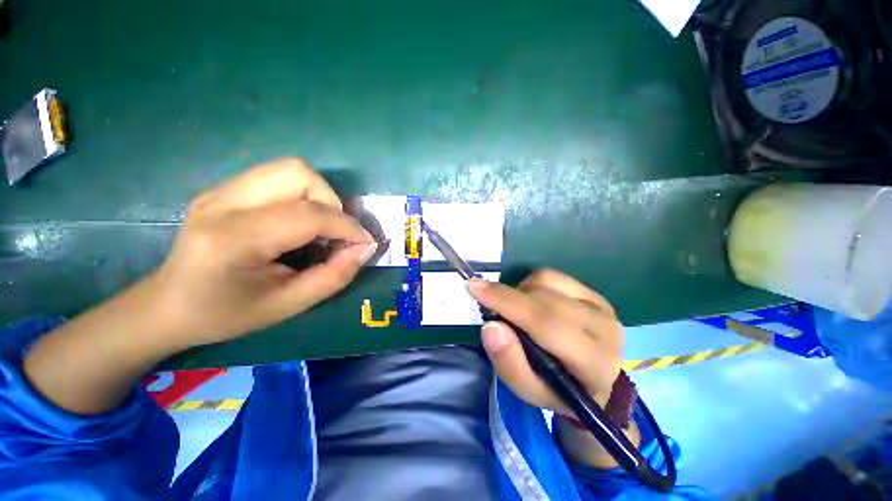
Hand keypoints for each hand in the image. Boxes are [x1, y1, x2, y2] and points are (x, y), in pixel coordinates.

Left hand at [147, 158, 375, 347]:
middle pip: (299, 174)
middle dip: (332, 203)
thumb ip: (334, 276)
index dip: (348, 226)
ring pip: (292, 169)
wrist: (168, 304)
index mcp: (232, 240)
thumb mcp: (288, 306)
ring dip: (320, 197)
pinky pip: (280, 178)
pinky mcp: (225, 188)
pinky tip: (298, 223)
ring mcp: (221, 190)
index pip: (308, 214)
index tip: (365, 243)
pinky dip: (304, 196)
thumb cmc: (226, 314)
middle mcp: (223, 202)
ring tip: (319, 227)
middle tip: (334, 234)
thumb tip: (366, 248)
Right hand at [468, 269, 622, 412]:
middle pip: (544, 298)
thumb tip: (491, 326)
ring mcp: (602, 306)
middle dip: (507, 297)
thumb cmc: (557, 390)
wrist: (595, 384)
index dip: (506, 302)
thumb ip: (509, 362)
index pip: (545, 322)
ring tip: (518, 312)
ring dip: (520, 292)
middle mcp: (604, 328)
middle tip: (489, 305)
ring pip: (546, 281)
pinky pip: (552, 276)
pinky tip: (533, 302)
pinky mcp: (595, 294)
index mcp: (593, 362)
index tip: (474, 287)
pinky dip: (532, 285)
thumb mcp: (528, 391)